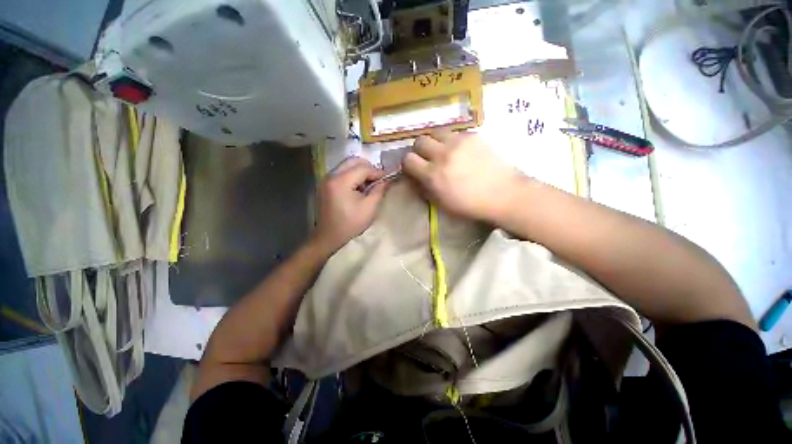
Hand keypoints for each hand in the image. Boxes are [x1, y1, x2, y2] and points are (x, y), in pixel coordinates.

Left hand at [312, 157, 388, 253]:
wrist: (329, 238)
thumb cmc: (350, 224)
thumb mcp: (369, 208)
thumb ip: (379, 190)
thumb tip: (387, 179)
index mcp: (341, 181)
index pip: (363, 168)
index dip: (377, 172)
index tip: (388, 178)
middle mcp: (331, 175)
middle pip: (353, 161)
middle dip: (368, 168)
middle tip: (378, 180)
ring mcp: (326, 179)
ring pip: (347, 165)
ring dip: (360, 172)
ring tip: (368, 185)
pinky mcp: (325, 185)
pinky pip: (341, 173)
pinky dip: (352, 176)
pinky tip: (358, 189)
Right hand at [402, 131, 524, 221]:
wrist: (502, 194)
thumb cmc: (470, 205)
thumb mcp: (442, 203)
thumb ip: (425, 189)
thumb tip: (416, 178)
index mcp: (433, 175)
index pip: (408, 160)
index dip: (408, 164)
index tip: (414, 168)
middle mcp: (443, 155)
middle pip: (419, 141)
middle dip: (420, 149)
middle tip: (428, 157)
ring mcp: (458, 143)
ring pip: (436, 131)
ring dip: (435, 141)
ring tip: (443, 150)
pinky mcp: (473, 136)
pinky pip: (455, 133)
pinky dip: (452, 140)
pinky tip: (461, 150)